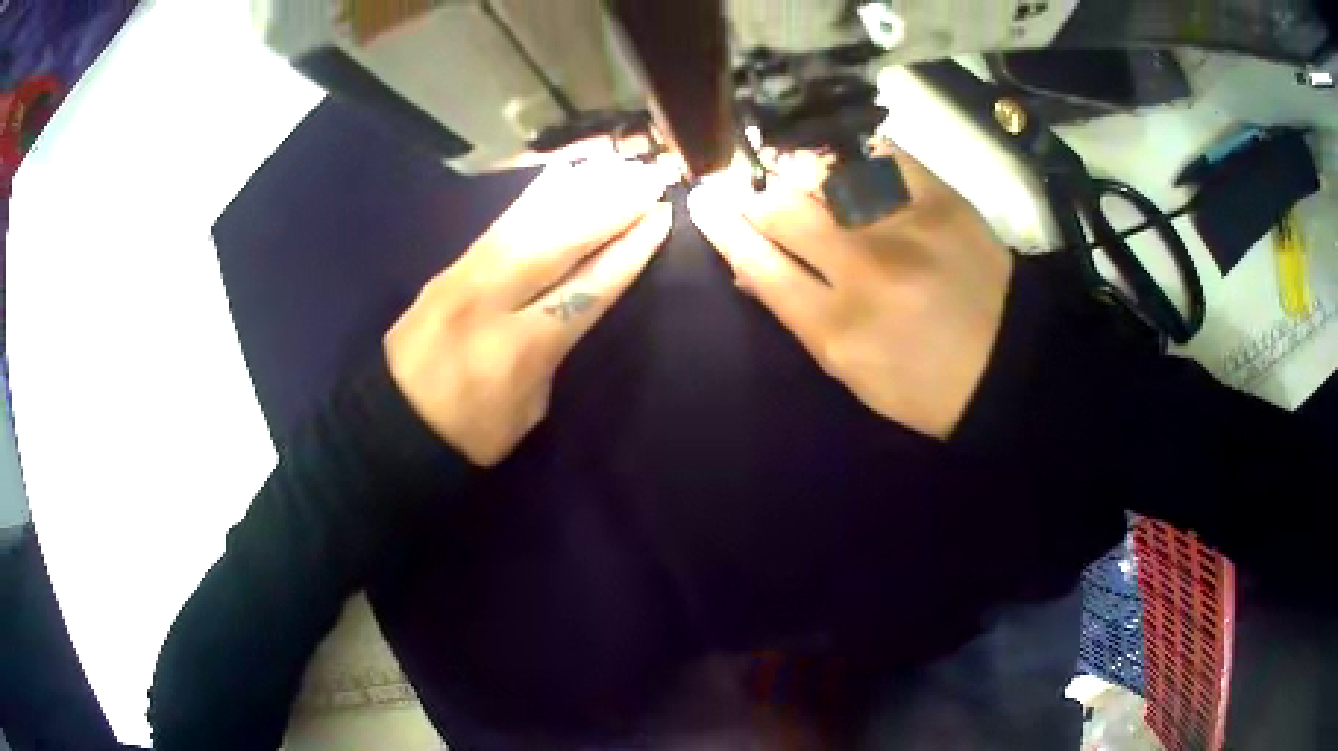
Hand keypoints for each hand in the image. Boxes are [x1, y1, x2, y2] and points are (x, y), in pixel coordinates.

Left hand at [386, 160, 672, 465]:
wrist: (390, 424)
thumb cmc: (470, 433)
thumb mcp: (529, 408)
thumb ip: (554, 347)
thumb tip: (576, 296)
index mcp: (517, 350)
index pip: (585, 288)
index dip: (627, 252)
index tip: (660, 217)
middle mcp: (488, 302)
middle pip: (556, 242)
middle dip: (609, 206)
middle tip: (647, 178)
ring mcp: (461, 278)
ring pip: (526, 222)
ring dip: (576, 191)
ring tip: (614, 167)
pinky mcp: (447, 268)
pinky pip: (499, 224)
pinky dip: (534, 197)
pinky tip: (560, 175)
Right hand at [687, 145, 1014, 439]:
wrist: (1008, 364)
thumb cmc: (923, 385)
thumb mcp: (851, 372)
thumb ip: (797, 315)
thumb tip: (746, 267)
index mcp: (836, 330)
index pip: (757, 262)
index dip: (722, 225)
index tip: (703, 199)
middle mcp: (864, 271)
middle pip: (782, 208)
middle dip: (752, 192)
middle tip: (745, 182)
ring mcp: (904, 227)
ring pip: (823, 172)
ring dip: (794, 166)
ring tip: (788, 164)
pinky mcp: (940, 198)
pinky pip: (878, 154)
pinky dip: (849, 149)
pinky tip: (838, 153)